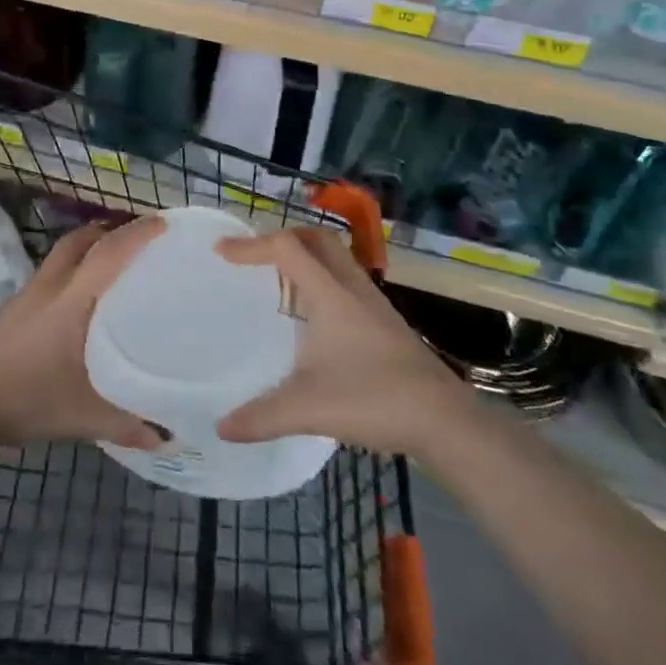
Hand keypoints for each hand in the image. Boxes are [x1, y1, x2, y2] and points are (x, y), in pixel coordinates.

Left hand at [0, 216, 164, 452]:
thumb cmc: (26, 397)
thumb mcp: (82, 416)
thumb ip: (125, 423)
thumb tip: (166, 435)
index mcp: (71, 300)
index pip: (108, 253)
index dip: (136, 235)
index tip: (163, 224)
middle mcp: (50, 286)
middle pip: (81, 241)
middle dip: (110, 231)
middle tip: (139, 239)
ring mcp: (28, 295)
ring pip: (63, 255)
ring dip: (88, 248)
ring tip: (114, 263)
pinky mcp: (14, 309)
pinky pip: (51, 274)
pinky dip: (72, 271)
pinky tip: (80, 300)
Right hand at [216, 227, 465, 456]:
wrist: (444, 419)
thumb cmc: (374, 400)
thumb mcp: (309, 409)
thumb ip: (262, 416)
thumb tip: (221, 427)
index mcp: (329, 293)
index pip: (285, 248)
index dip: (250, 245)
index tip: (222, 252)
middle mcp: (351, 286)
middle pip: (315, 238)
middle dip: (281, 237)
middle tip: (254, 256)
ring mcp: (372, 301)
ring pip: (335, 256)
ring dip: (305, 255)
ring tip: (279, 278)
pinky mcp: (385, 320)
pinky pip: (346, 278)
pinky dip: (322, 277)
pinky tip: (314, 313)